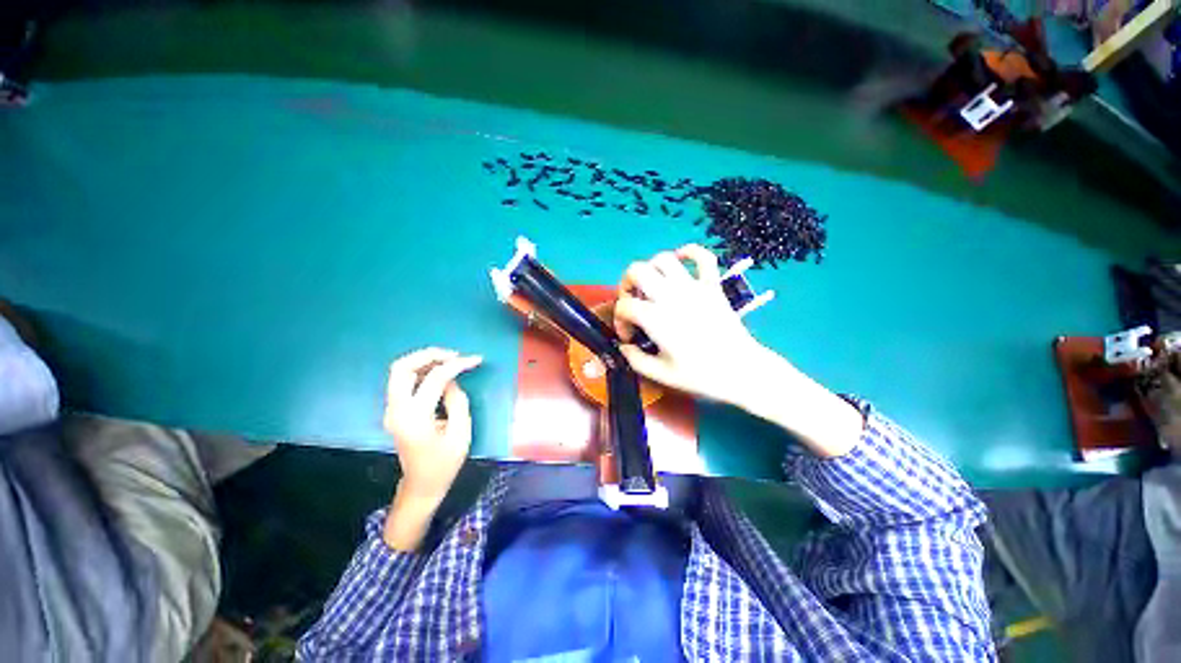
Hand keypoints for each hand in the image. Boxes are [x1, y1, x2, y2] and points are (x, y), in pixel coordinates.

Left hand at [382, 348, 481, 549]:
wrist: (421, 485)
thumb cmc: (445, 463)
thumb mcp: (461, 433)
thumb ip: (457, 401)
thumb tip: (452, 381)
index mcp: (415, 417)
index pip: (434, 379)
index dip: (457, 365)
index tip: (475, 359)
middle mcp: (396, 410)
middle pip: (402, 368)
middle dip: (429, 355)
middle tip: (454, 354)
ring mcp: (391, 410)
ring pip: (399, 371)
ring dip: (423, 360)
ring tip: (449, 360)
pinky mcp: (394, 410)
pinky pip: (403, 381)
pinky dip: (420, 370)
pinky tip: (438, 372)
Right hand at [614, 246, 861, 457]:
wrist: (743, 371)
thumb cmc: (701, 375)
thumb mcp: (661, 375)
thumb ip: (635, 359)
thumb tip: (623, 347)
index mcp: (656, 318)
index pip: (624, 306)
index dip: (619, 320)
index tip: (629, 337)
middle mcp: (671, 296)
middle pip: (636, 271)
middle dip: (626, 284)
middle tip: (632, 301)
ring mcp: (694, 287)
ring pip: (664, 259)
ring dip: (650, 269)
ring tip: (651, 286)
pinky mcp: (713, 286)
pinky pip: (703, 257)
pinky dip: (689, 252)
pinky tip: (680, 261)